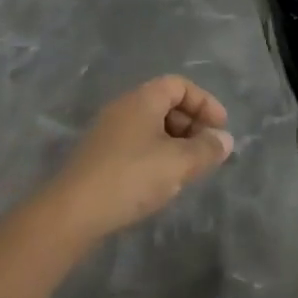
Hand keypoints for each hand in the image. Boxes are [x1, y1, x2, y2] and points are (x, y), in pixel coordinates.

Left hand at [42, 75, 234, 244]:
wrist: (72, 212)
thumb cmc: (131, 177)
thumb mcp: (178, 163)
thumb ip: (206, 149)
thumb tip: (225, 140)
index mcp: (143, 98)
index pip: (180, 85)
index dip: (204, 103)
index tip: (220, 128)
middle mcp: (124, 107)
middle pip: (165, 103)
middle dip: (191, 124)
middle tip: (206, 150)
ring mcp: (108, 131)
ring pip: (151, 126)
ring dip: (174, 142)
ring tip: (188, 169)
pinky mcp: (98, 156)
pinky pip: (136, 143)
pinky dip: (156, 154)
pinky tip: (160, 182)